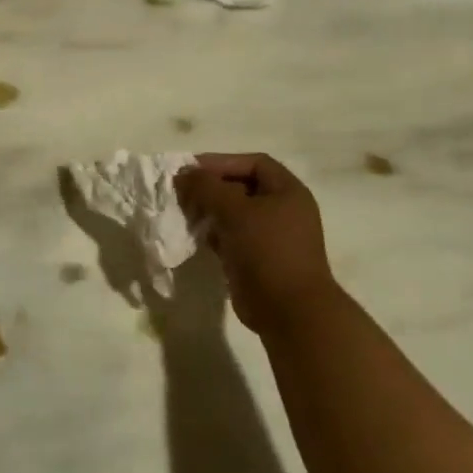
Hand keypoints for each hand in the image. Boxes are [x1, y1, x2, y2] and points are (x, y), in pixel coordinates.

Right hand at [176, 153, 338, 336]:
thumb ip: (206, 187)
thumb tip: (183, 174)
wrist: (289, 310)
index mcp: (287, 191)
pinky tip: (195, 236)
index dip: (222, 162)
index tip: (191, 170)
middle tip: (183, 192)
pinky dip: (213, 234)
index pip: (253, 163)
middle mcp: (282, 210)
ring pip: (234, 214)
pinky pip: (231, 237)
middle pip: (242, 187)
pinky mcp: (257, 259)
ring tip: (185, 213)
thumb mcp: (234, 210)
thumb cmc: (267, 250)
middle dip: (211, 187)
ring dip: (209, 211)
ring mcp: (271, 237)